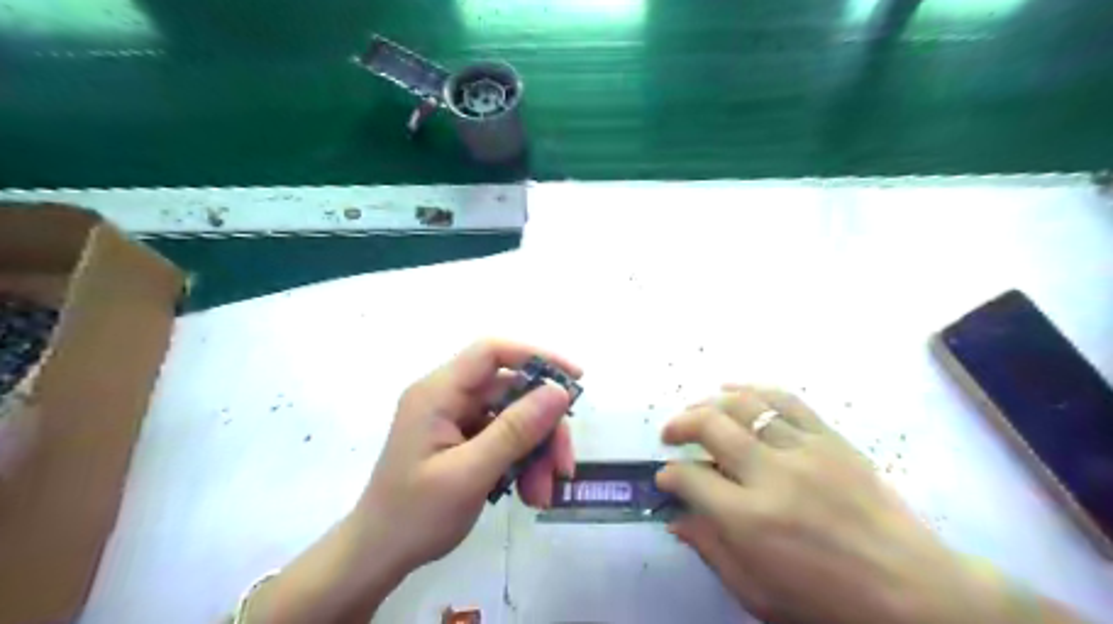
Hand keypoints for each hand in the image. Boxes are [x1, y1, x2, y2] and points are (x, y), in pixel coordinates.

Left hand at [241, 340, 583, 622]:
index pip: (492, 352)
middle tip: (563, 466)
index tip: (574, 379)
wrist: (377, 557)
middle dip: (543, 427)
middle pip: (512, 391)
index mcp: (438, 393)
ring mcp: (456, 419)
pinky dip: (523, 462)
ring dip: (536, 452)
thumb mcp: (470, 474)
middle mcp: (448, 397)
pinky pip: (504, 438)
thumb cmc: (415, 515)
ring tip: (542, 493)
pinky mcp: (463, 439)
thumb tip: (560, 392)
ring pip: (513, 418)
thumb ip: (516, 430)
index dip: (536, 356)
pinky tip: (529, 493)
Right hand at [654, 386, 1073, 623]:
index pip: (690, 479)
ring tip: (696, 411)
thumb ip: (712, 551)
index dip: (669, 475)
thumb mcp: (759, 596)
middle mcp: (772, 475)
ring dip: (709, 402)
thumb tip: (677, 519)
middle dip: (679, 425)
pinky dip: (753, 389)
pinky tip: (735, 389)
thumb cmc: (829, 603)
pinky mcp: (831, 439)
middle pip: (710, 426)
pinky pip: (786, 400)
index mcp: (751, 521)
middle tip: (669, 435)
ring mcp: (805, 450)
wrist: (916, 593)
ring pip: (744, 405)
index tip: (665, 477)